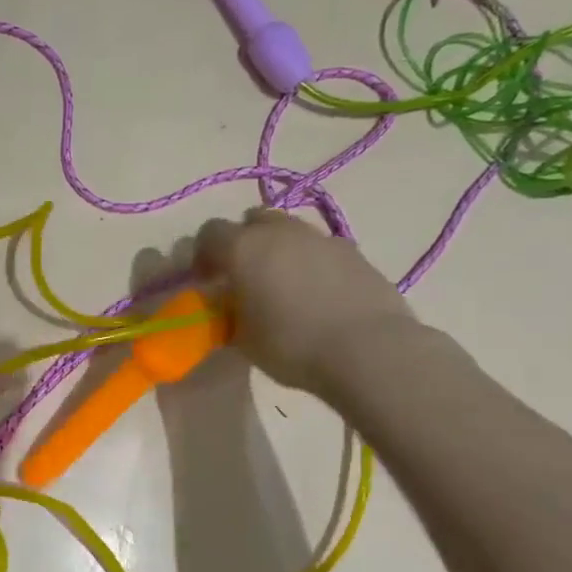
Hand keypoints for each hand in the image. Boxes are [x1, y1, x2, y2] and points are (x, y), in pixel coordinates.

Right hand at [193, 209, 417, 400]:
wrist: (368, 350)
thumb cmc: (292, 345)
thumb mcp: (243, 340)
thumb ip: (228, 315)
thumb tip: (229, 309)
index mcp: (244, 248)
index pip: (209, 233)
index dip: (202, 254)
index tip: (206, 281)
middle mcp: (280, 232)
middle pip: (252, 220)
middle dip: (243, 242)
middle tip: (244, 276)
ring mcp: (320, 238)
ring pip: (288, 231)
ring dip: (278, 250)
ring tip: (282, 286)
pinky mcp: (353, 252)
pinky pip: (320, 248)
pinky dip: (310, 263)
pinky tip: (317, 295)